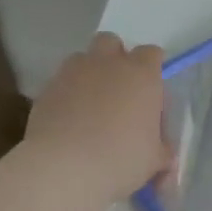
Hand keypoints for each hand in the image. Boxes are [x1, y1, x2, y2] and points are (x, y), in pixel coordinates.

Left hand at [26, 33, 169, 202]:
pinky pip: (62, 82)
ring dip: (90, 75)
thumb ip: (162, 149)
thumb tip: (164, 154)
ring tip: (91, 107)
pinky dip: (68, 94)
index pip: (152, 54)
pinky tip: (69, 121)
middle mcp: (107, 64)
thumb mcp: (154, 160)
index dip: (152, 71)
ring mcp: (73, 72)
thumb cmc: (121, 159)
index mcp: (142, 75)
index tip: (151, 95)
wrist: (64, 167)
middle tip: (119, 93)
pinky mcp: (47, 88)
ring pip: (83, 59)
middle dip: (116, 60)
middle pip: (112, 43)